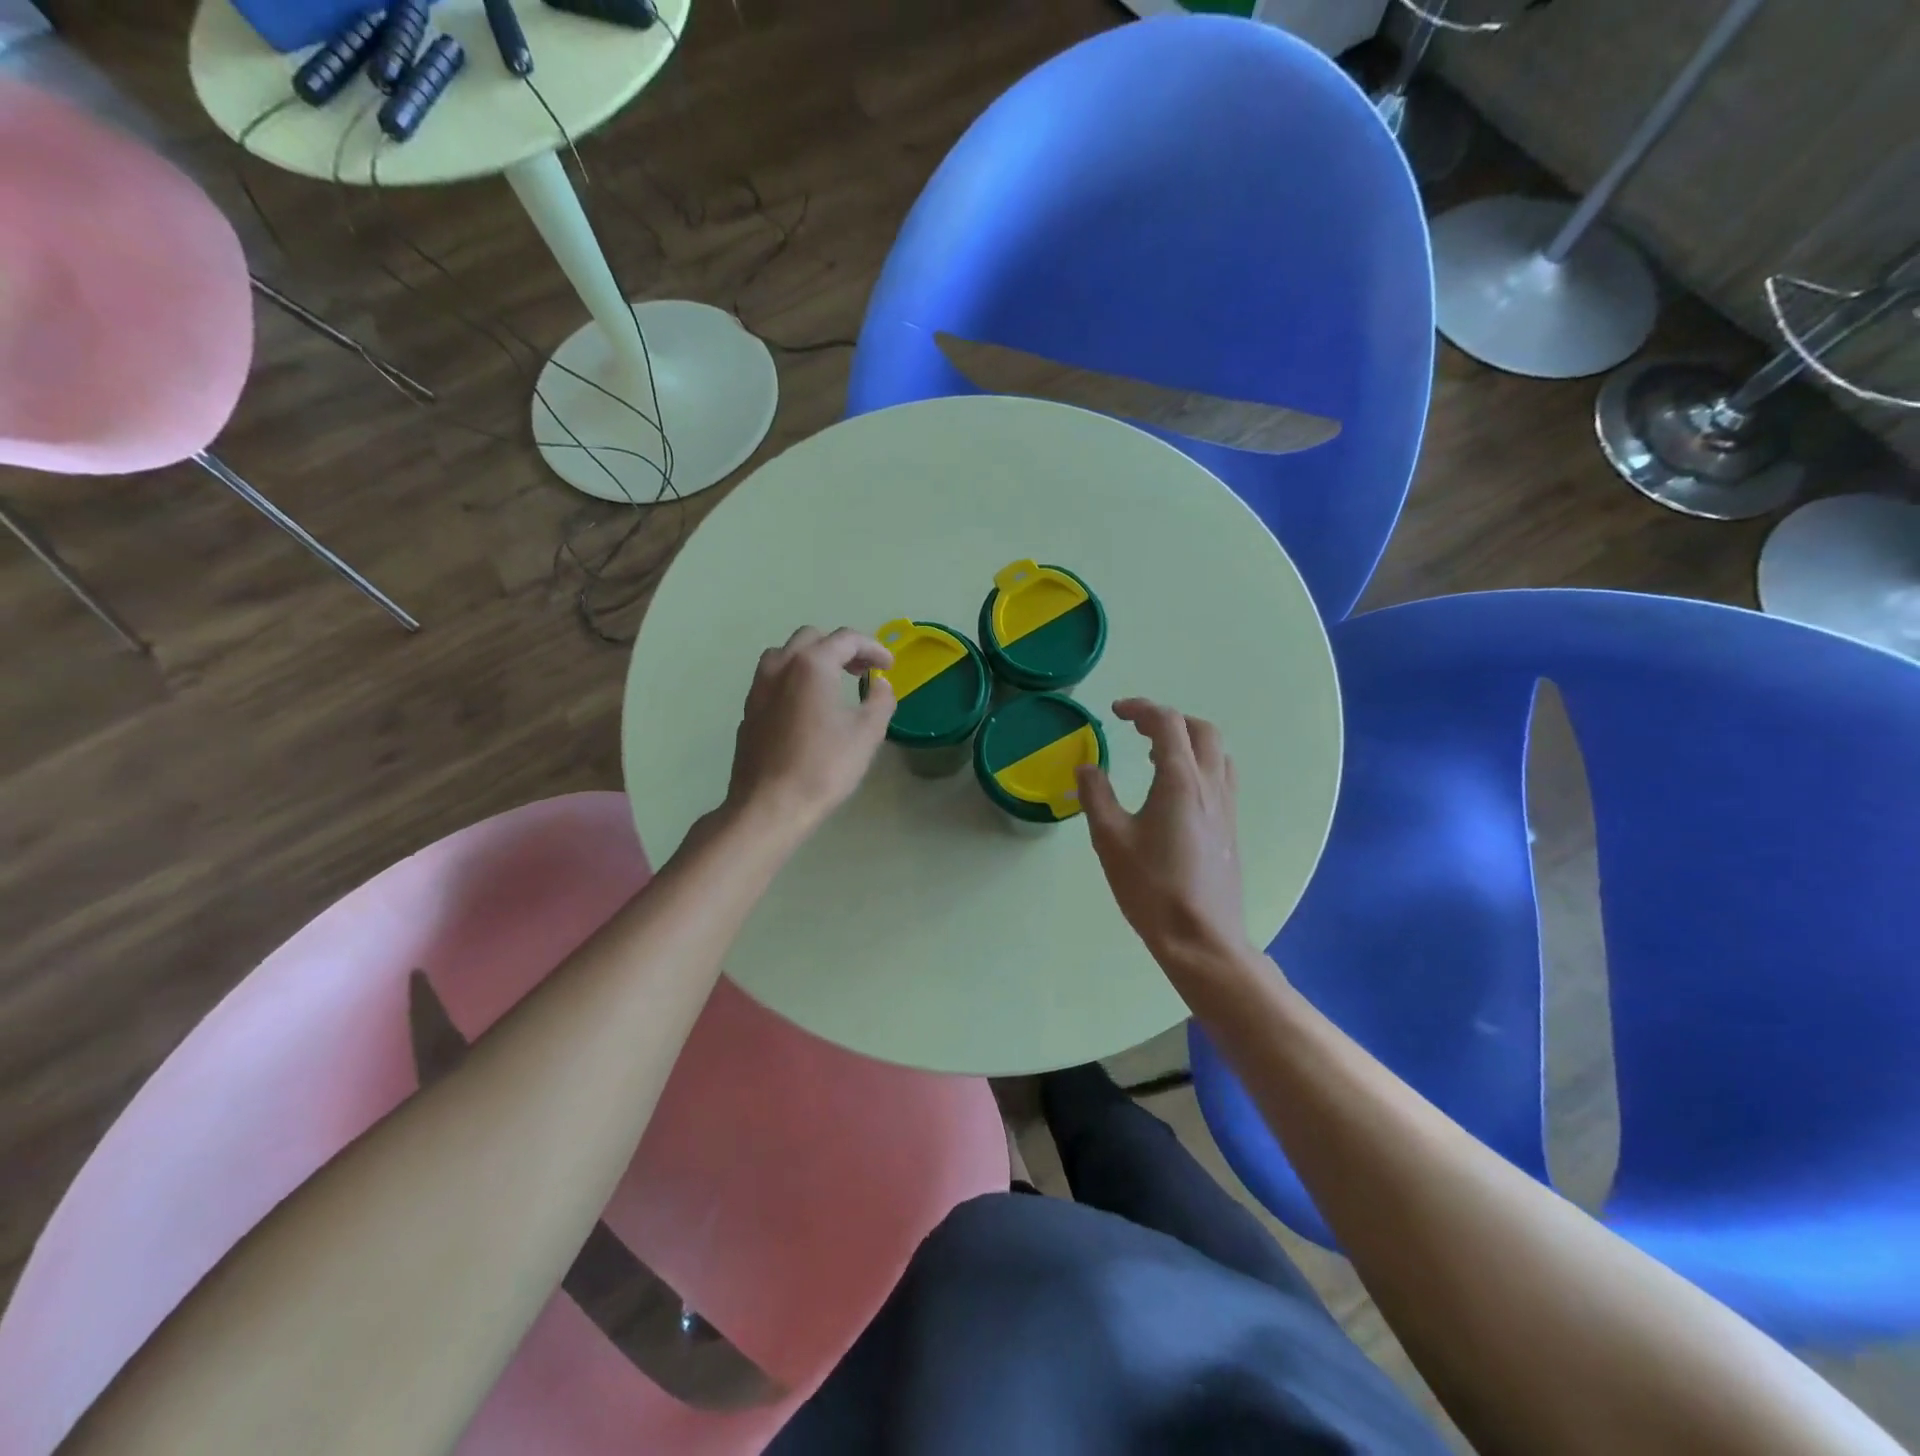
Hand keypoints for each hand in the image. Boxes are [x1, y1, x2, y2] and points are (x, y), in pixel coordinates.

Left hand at [724, 626, 894, 838]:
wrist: (769, 805)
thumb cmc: (823, 767)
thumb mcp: (867, 733)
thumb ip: (880, 700)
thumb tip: (880, 684)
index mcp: (812, 664)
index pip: (846, 639)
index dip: (873, 648)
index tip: (889, 666)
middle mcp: (780, 666)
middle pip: (812, 638)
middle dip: (841, 648)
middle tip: (862, 670)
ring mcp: (758, 688)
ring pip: (785, 655)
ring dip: (812, 659)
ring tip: (833, 683)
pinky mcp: (749, 710)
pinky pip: (773, 680)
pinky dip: (794, 679)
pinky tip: (807, 707)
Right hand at [1077, 699, 1253, 989]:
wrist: (1201, 937)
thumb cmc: (1151, 887)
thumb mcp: (1110, 839)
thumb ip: (1096, 796)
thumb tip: (1087, 767)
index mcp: (1180, 781)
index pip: (1167, 723)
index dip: (1141, 708)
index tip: (1116, 712)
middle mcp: (1210, 785)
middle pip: (1201, 730)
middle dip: (1169, 720)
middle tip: (1137, 729)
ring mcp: (1226, 806)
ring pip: (1216, 752)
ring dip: (1188, 740)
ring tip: (1156, 754)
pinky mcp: (1230, 827)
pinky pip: (1221, 776)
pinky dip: (1199, 763)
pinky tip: (1175, 790)